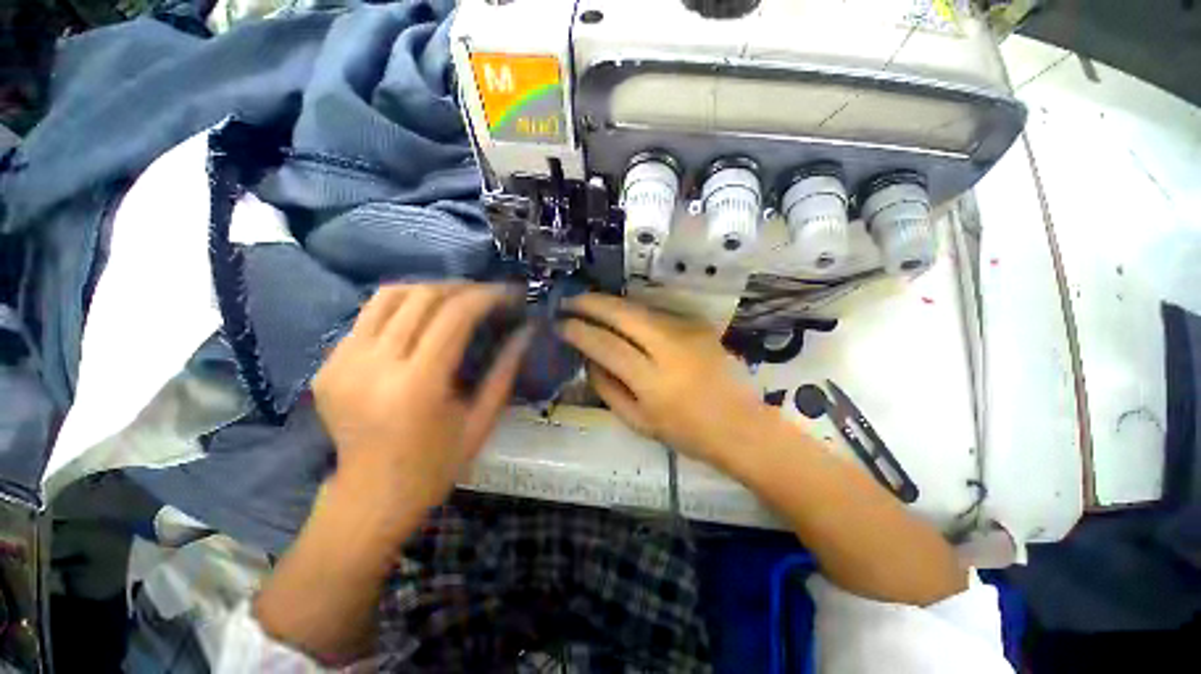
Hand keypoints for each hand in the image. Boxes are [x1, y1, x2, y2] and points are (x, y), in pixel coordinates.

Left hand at [312, 283, 530, 516]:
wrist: (370, 497)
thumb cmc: (436, 465)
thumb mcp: (481, 421)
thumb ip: (505, 371)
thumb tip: (526, 331)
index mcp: (417, 385)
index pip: (454, 315)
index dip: (486, 296)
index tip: (509, 293)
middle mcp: (374, 366)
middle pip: (421, 296)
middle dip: (462, 287)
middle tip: (487, 294)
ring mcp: (343, 362)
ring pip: (390, 295)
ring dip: (430, 289)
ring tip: (457, 298)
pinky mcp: (328, 364)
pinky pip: (370, 315)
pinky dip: (403, 306)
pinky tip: (424, 318)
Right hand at [559, 294, 775, 465]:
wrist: (741, 426)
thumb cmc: (687, 433)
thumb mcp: (638, 422)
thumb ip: (607, 388)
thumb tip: (588, 359)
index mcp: (653, 381)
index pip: (606, 345)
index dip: (579, 331)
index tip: (561, 324)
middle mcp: (670, 348)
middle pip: (623, 314)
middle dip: (591, 303)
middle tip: (569, 300)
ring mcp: (688, 332)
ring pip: (639, 307)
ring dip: (611, 303)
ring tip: (590, 304)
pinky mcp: (699, 325)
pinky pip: (657, 313)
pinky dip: (634, 312)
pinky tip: (622, 316)